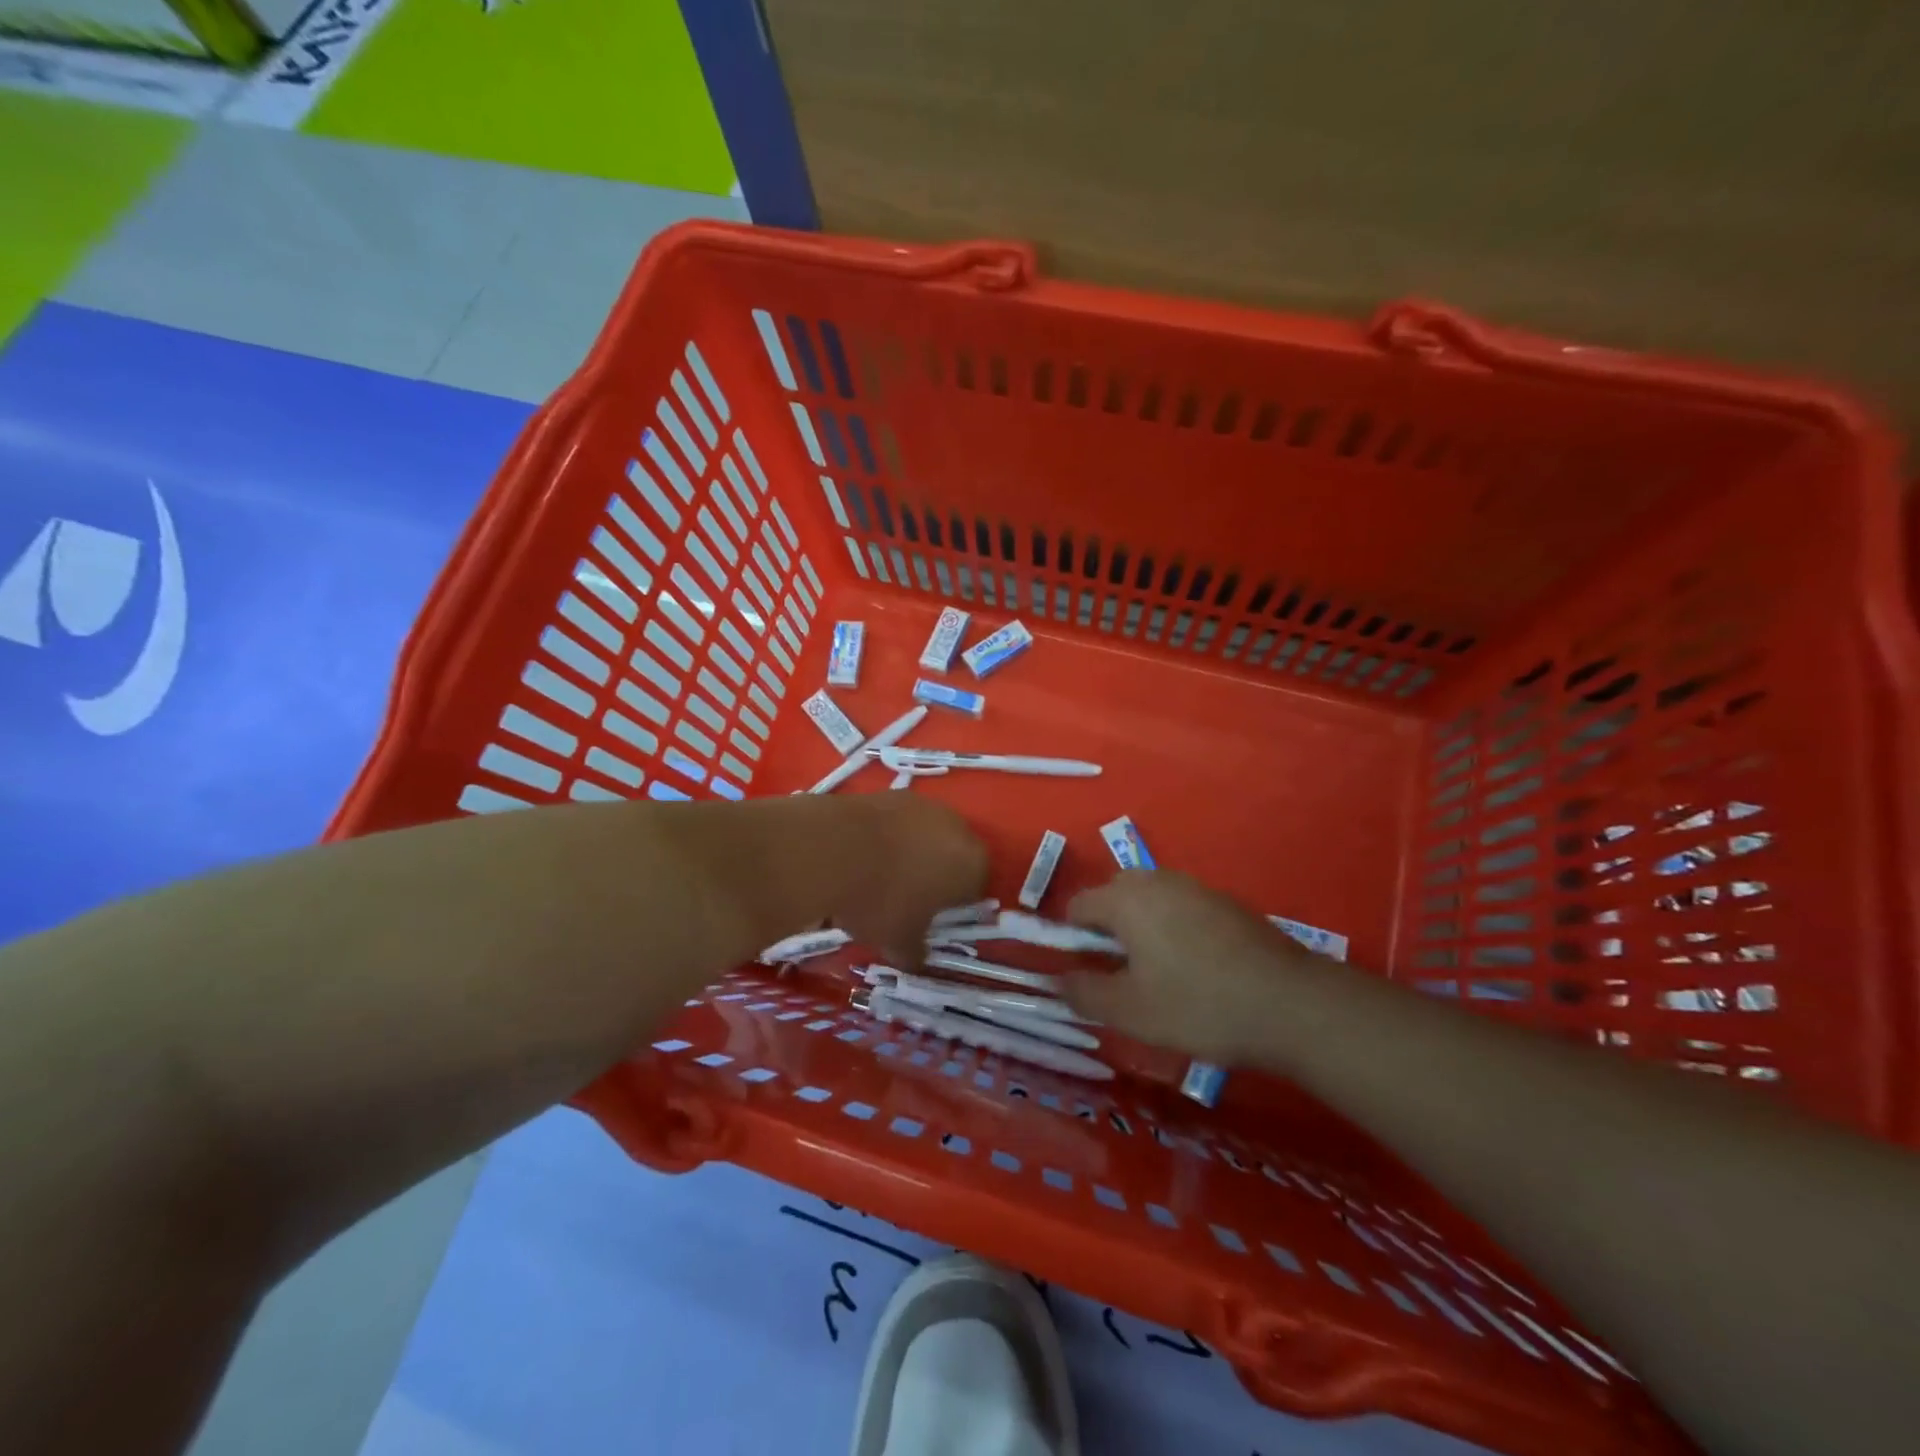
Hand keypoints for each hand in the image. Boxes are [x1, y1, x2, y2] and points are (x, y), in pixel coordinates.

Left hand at [828, 793, 989, 966]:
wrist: (832, 848)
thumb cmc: (881, 900)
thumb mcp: (899, 941)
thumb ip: (915, 952)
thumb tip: (916, 959)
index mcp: (972, 863)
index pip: (975, 888)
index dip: (953, 905)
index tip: (929, 918)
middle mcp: (957, 826)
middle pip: (953, 855)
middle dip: (935, 874)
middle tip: (907, 897)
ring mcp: (924, 804)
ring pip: (926, 834)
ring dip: (911, 851)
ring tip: (879, 874)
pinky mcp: (891, 792)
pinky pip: (898, 821)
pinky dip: (887, 835)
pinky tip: (862, 854)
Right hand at [1063, 870, 1324, 1063]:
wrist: (1290, 1004)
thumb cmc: (1198, 1005)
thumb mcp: (1130, 1011)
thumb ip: (1084, 993)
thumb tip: (1057, 981)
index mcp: (1126, 899)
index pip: (1078, 905)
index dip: (1072, 939)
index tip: (1088, 975)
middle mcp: (1157, 880)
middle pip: (1113, 896)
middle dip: (1107, 931)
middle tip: (1122, 976)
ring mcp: (1195, 887)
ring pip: (1149, 900)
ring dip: (1141, 929)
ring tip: (1158, 975)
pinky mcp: (1225, 902)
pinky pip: (1181, 907)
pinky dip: (1173, 929)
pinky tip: (1196, 969)